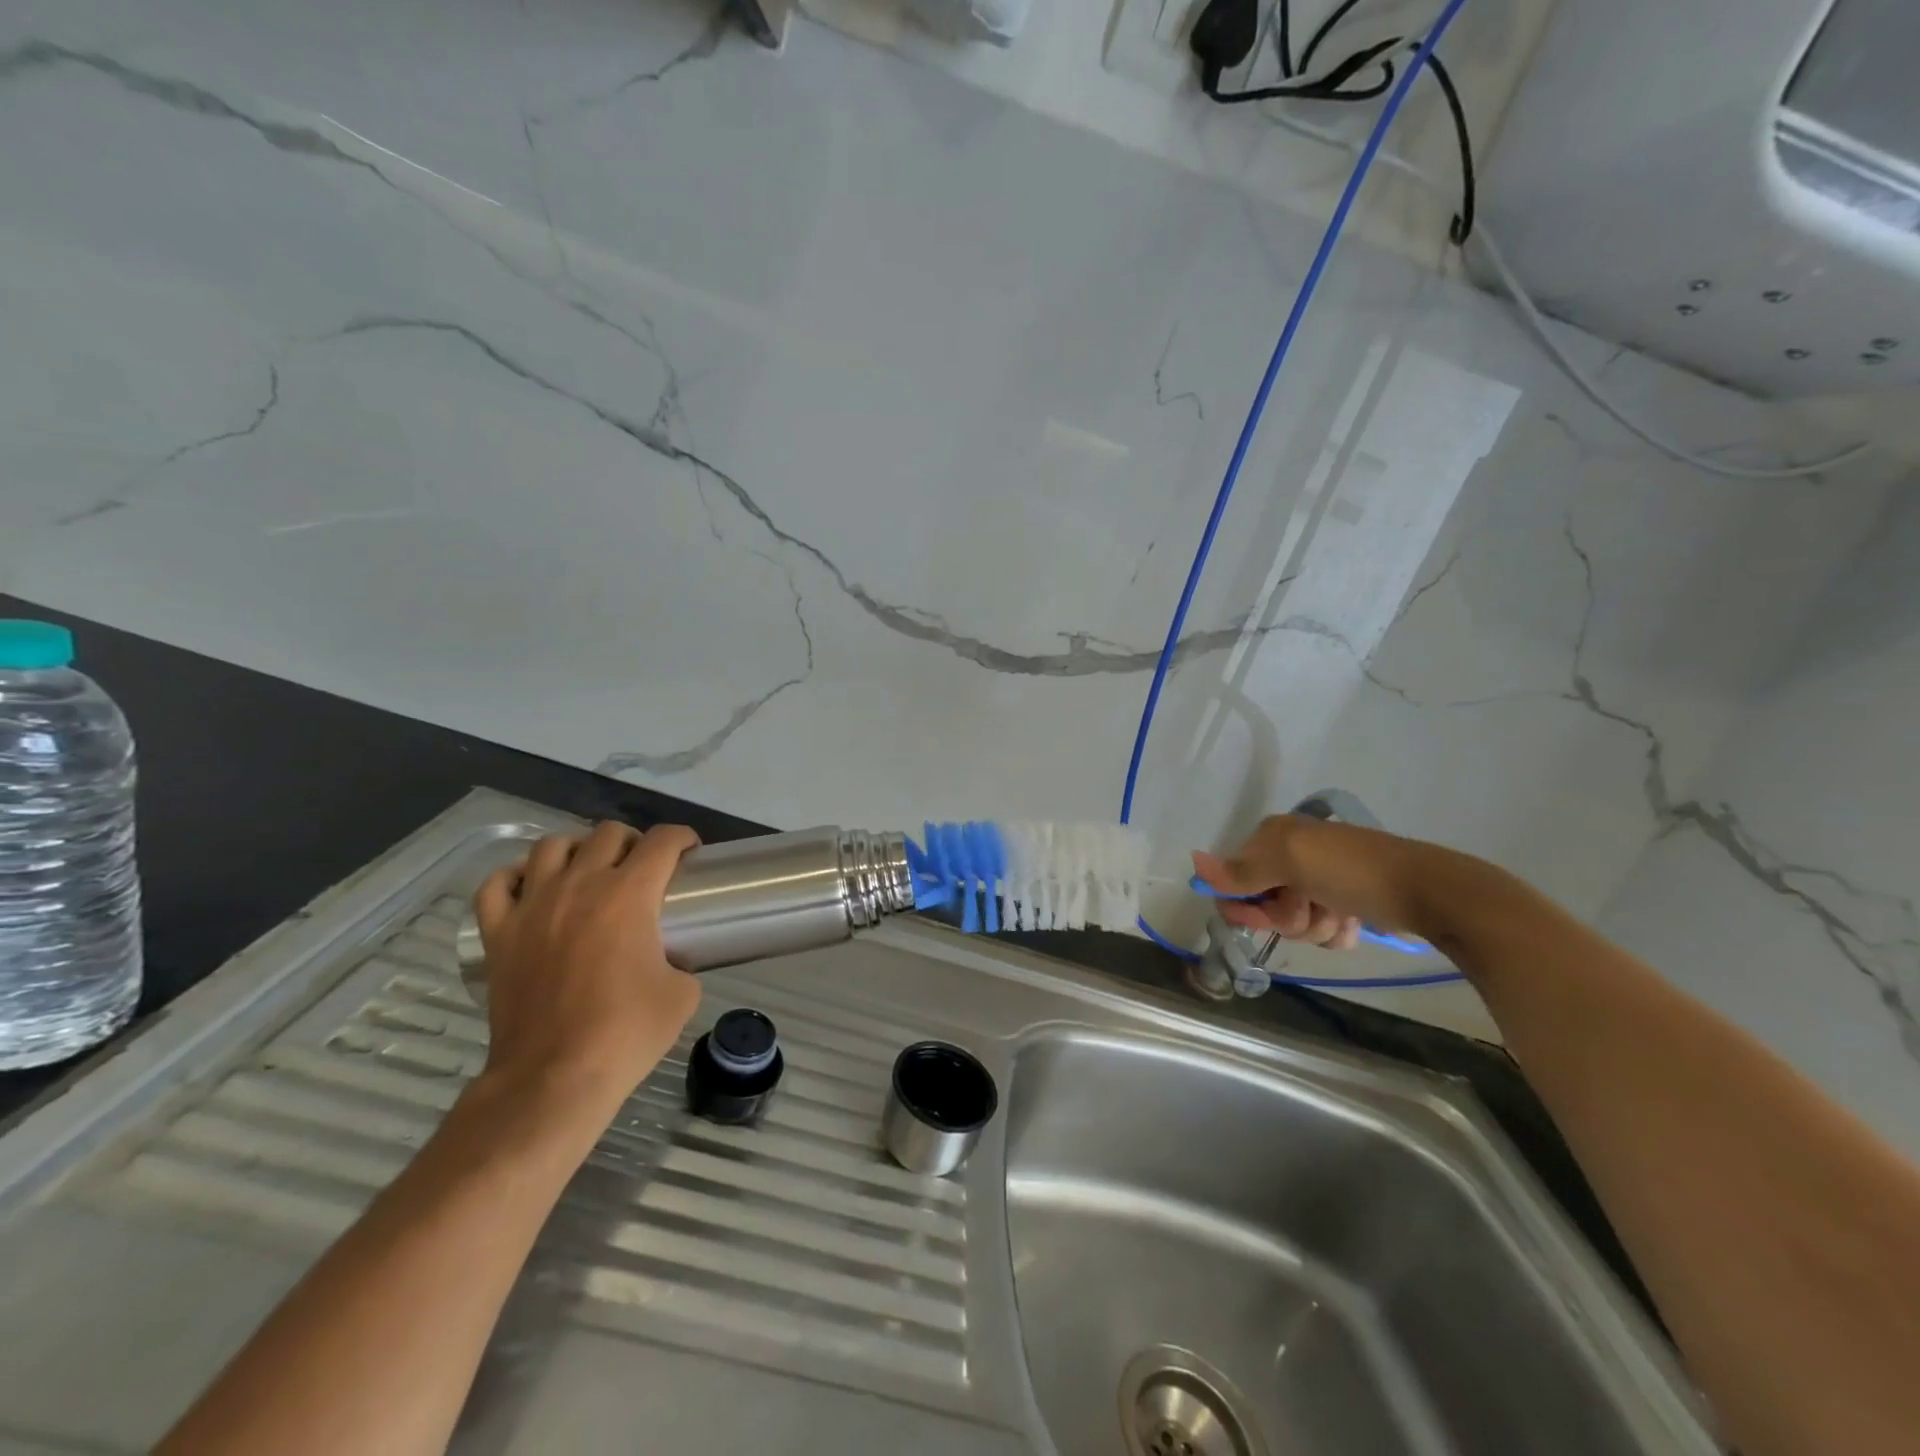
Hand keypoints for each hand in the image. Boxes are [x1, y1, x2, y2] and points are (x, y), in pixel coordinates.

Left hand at [473, 822, 700, 1115]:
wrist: (554, 1077)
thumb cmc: (626, 1033)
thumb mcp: (682, 993)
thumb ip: (679, 959)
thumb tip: (668, 958)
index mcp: (629, 894)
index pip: (662, 841)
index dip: (683, 838)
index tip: (690, 853)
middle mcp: (579, 885)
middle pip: (607, 833)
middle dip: (633, 841)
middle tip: (643, 867)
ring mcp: (532, 906)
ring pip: (551, 845)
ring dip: (577, 849)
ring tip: (588, 870)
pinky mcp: (498, 933)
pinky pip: (497, 884)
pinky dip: (515, 876)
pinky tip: (531, 887)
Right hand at [1192, 814, 1432, 949]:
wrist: (1426, 890)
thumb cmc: (1351, 871)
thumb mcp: (1290, 863)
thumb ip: (1241, 869)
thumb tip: (1194, 861)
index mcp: (1273, 838)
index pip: (1233, 878)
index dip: (1244, 903)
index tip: (1264, 916)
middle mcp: (1291, 856)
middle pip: (1262, 903)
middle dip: (1285, 916)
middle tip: (1309, 907)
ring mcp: (1318, 881)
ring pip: (1292, 921)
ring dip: (1313, 926)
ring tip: (1339, 914)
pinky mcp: (1343, 903)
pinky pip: (1320, 929)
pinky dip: (1334, 932)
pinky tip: (1352, 923)